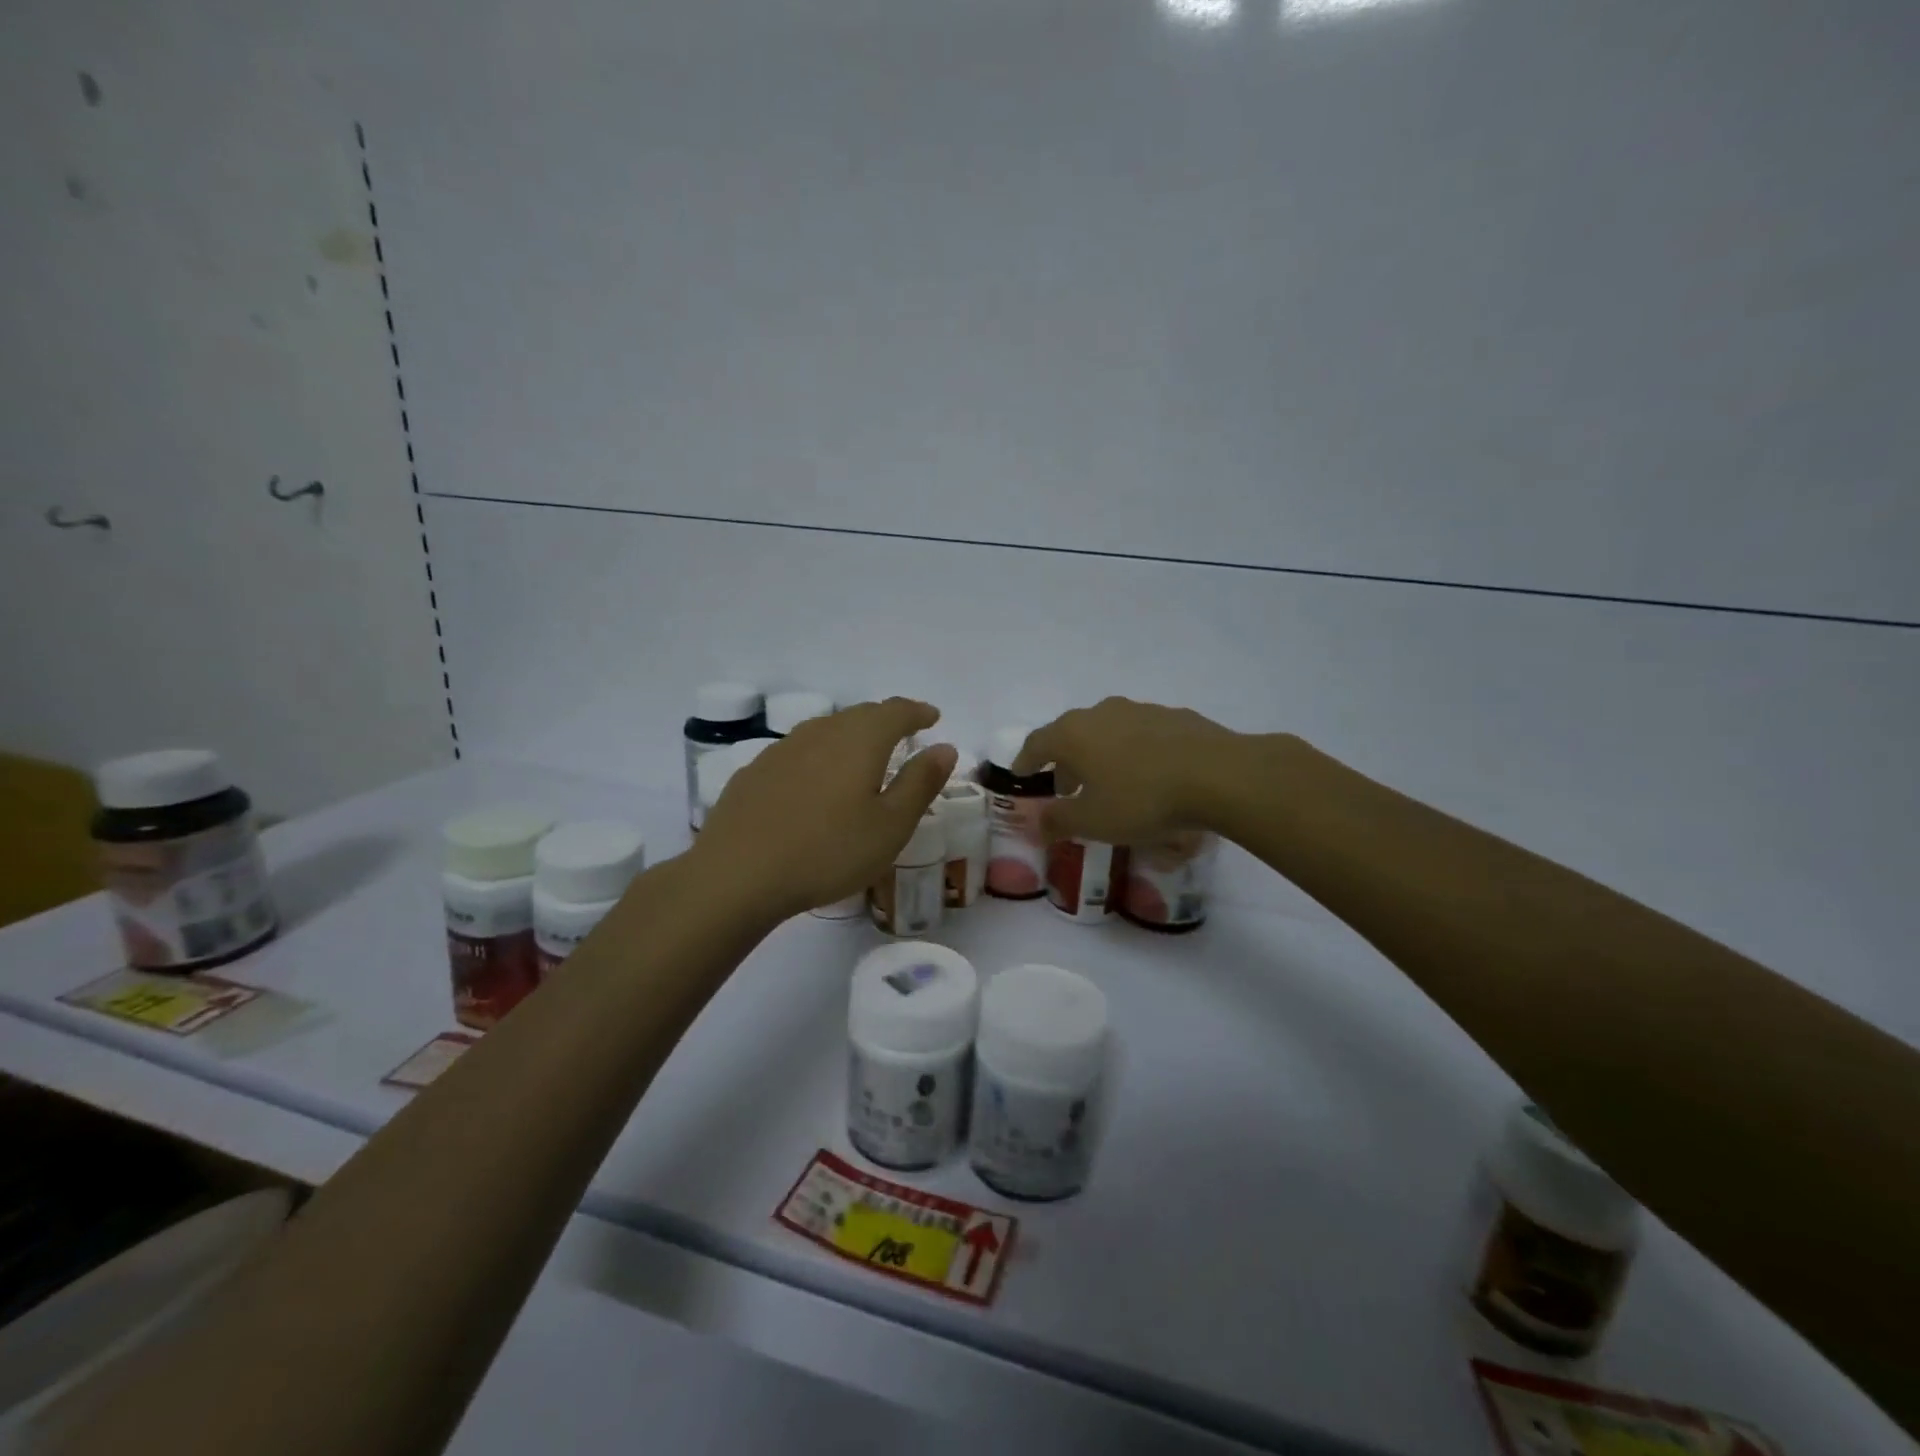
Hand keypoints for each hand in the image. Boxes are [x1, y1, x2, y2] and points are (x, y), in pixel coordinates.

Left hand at [697, 698, 956, 917]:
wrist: (737, 875)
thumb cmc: (828, 852)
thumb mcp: (890, 825)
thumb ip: (920, 782)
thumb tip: (945, 747)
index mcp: (860, 740)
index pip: (896, 711)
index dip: (917, 712)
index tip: (932, 717)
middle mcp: (821, 733)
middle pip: (860, 715)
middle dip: (886, 720)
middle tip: (903, 735)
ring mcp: (782, 750)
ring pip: (826, 730)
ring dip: (850, 736)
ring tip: (862, 756)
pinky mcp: (755, 772)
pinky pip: (799, 751)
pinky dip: (819, 756)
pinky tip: (815, 782)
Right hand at [1014, 697, 1241, 844]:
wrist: (1219, 775)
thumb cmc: (1142, 798)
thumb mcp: (1093, 821)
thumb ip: (1058, 822)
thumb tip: (1035, 824)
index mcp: (1073, 733)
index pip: (1036, 743)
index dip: (1025, 762)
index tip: (1022, 776)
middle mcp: (1102, 712)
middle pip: (1072, 735)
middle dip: (1066, 762)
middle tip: (1067, 789)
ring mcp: (1141, 710)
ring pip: (1108, 732)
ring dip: (1101, 756)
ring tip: (1110, 785)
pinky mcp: (1175, 716)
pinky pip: (1142, 735)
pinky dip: (1134, 753)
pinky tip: (1150, 776)